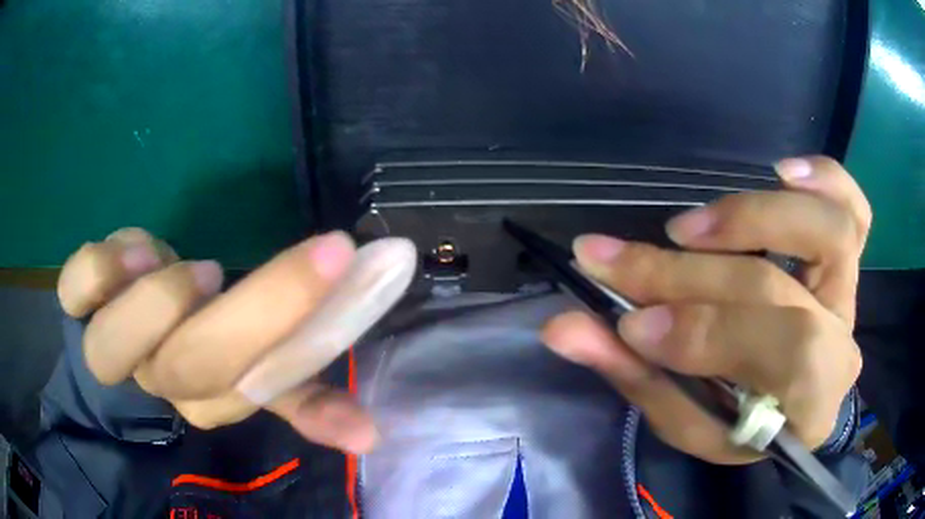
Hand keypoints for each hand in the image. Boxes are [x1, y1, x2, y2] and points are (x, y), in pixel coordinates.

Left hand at [57, 229, 379, 453]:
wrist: (125, 323)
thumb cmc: (196, 342)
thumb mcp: (251, 368)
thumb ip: (300, 396)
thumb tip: (370, 435)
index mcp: (205, 394)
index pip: (246, 385)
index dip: (293, 327)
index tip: (344, 261)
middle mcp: (155, 375)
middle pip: (188, 367)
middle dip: (256, 309)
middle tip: (314, 253)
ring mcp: (109, 340)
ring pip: (110, 348)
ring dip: (155, 304)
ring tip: (197, 268)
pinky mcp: (79, 302)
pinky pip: (74, 291)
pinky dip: (100, 270)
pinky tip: (137, 253)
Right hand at [542, 157, 869, 463]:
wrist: (792, 408)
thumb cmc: (743, 426)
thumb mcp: (689, 421)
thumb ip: (636, 376)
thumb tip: (564, 327)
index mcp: (811, 406)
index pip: (779, 355)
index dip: (704, 331)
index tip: (629, 323)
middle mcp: (842, 343)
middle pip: (778, 290)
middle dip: (689, 276)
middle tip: (614, 262)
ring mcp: (849, 293)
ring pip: (828, 231)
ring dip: (752, 217)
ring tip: (685, 227)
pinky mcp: (848, 261)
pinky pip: (854, 208)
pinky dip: (825, 178)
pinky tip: (781, 170)